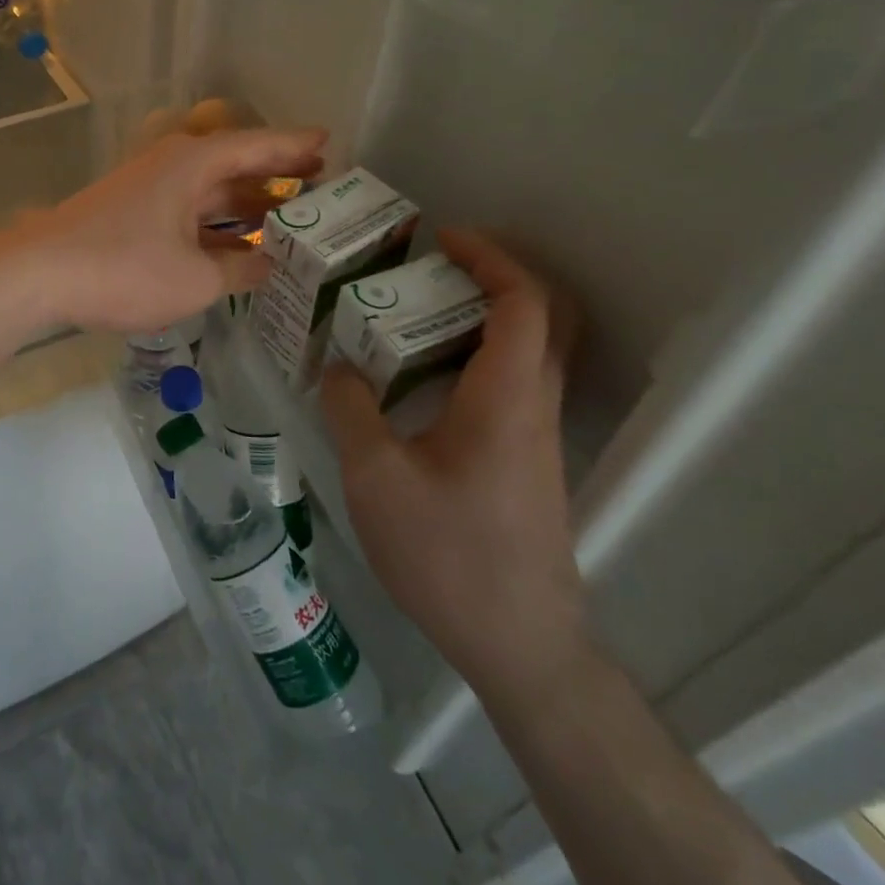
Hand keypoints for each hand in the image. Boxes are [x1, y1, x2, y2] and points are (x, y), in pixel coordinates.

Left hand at [0, 128, 325, 333]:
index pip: (256, 147)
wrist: (38, 274)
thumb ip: (239, 271)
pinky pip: (186, 210)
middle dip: (274, 174)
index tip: (328, 142)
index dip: (294, 146)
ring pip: (208, 190)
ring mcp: (146, 189)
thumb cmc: (124, 268)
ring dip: (244, 203)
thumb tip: (267, 266)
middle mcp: (171, 166)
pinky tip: (232, 245)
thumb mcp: (195, 279)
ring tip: (286, 215)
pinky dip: (214, 224)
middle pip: (233, 164)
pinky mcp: (129, 213)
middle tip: (318, 181)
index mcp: (192, 164)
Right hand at [320, 228, 584, 695]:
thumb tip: (339, 367)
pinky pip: (514, 382)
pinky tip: (424, 375)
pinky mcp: (527, 462)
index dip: (490, 257)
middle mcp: (533, 407)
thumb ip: (351, 409)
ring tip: (418, 309)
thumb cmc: (446, 554)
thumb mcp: (375, 477)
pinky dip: (479, 353)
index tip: (443, 238)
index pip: (523, 302)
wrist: (518, 645)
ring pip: (532, 350)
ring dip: (487, 313)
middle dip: (498, 273)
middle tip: (436, 265)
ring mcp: (536, 437)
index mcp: (505, 399)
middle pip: (545, 316)